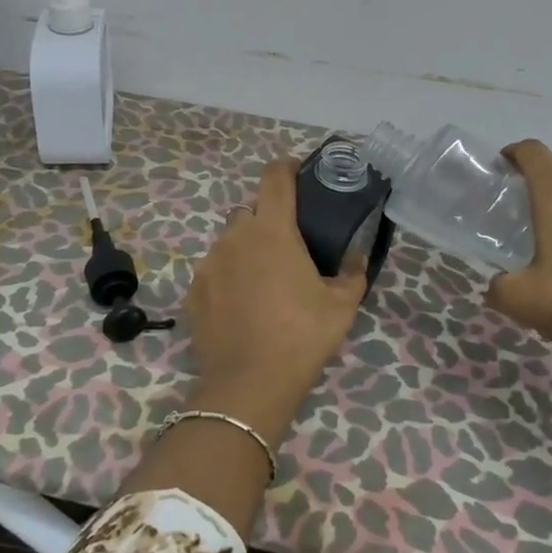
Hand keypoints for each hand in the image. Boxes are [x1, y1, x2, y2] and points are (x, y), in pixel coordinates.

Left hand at [185, 159, 366, 424]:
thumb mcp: (342, 305)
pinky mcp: (193, 290)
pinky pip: (214, 270)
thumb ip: (353, 271)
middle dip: (268, 219)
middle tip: (289, 246)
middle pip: (251, 210)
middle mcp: (235, 236)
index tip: (297, 172)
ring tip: (264, 281)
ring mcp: (209, 262)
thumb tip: (358, 254)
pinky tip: (242, 305)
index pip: (274, 177)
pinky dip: (228, 277)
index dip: (286, 167)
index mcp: (272, 230)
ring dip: (247, 249)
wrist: (248, 385)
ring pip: (230, 241)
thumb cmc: (301, 336)